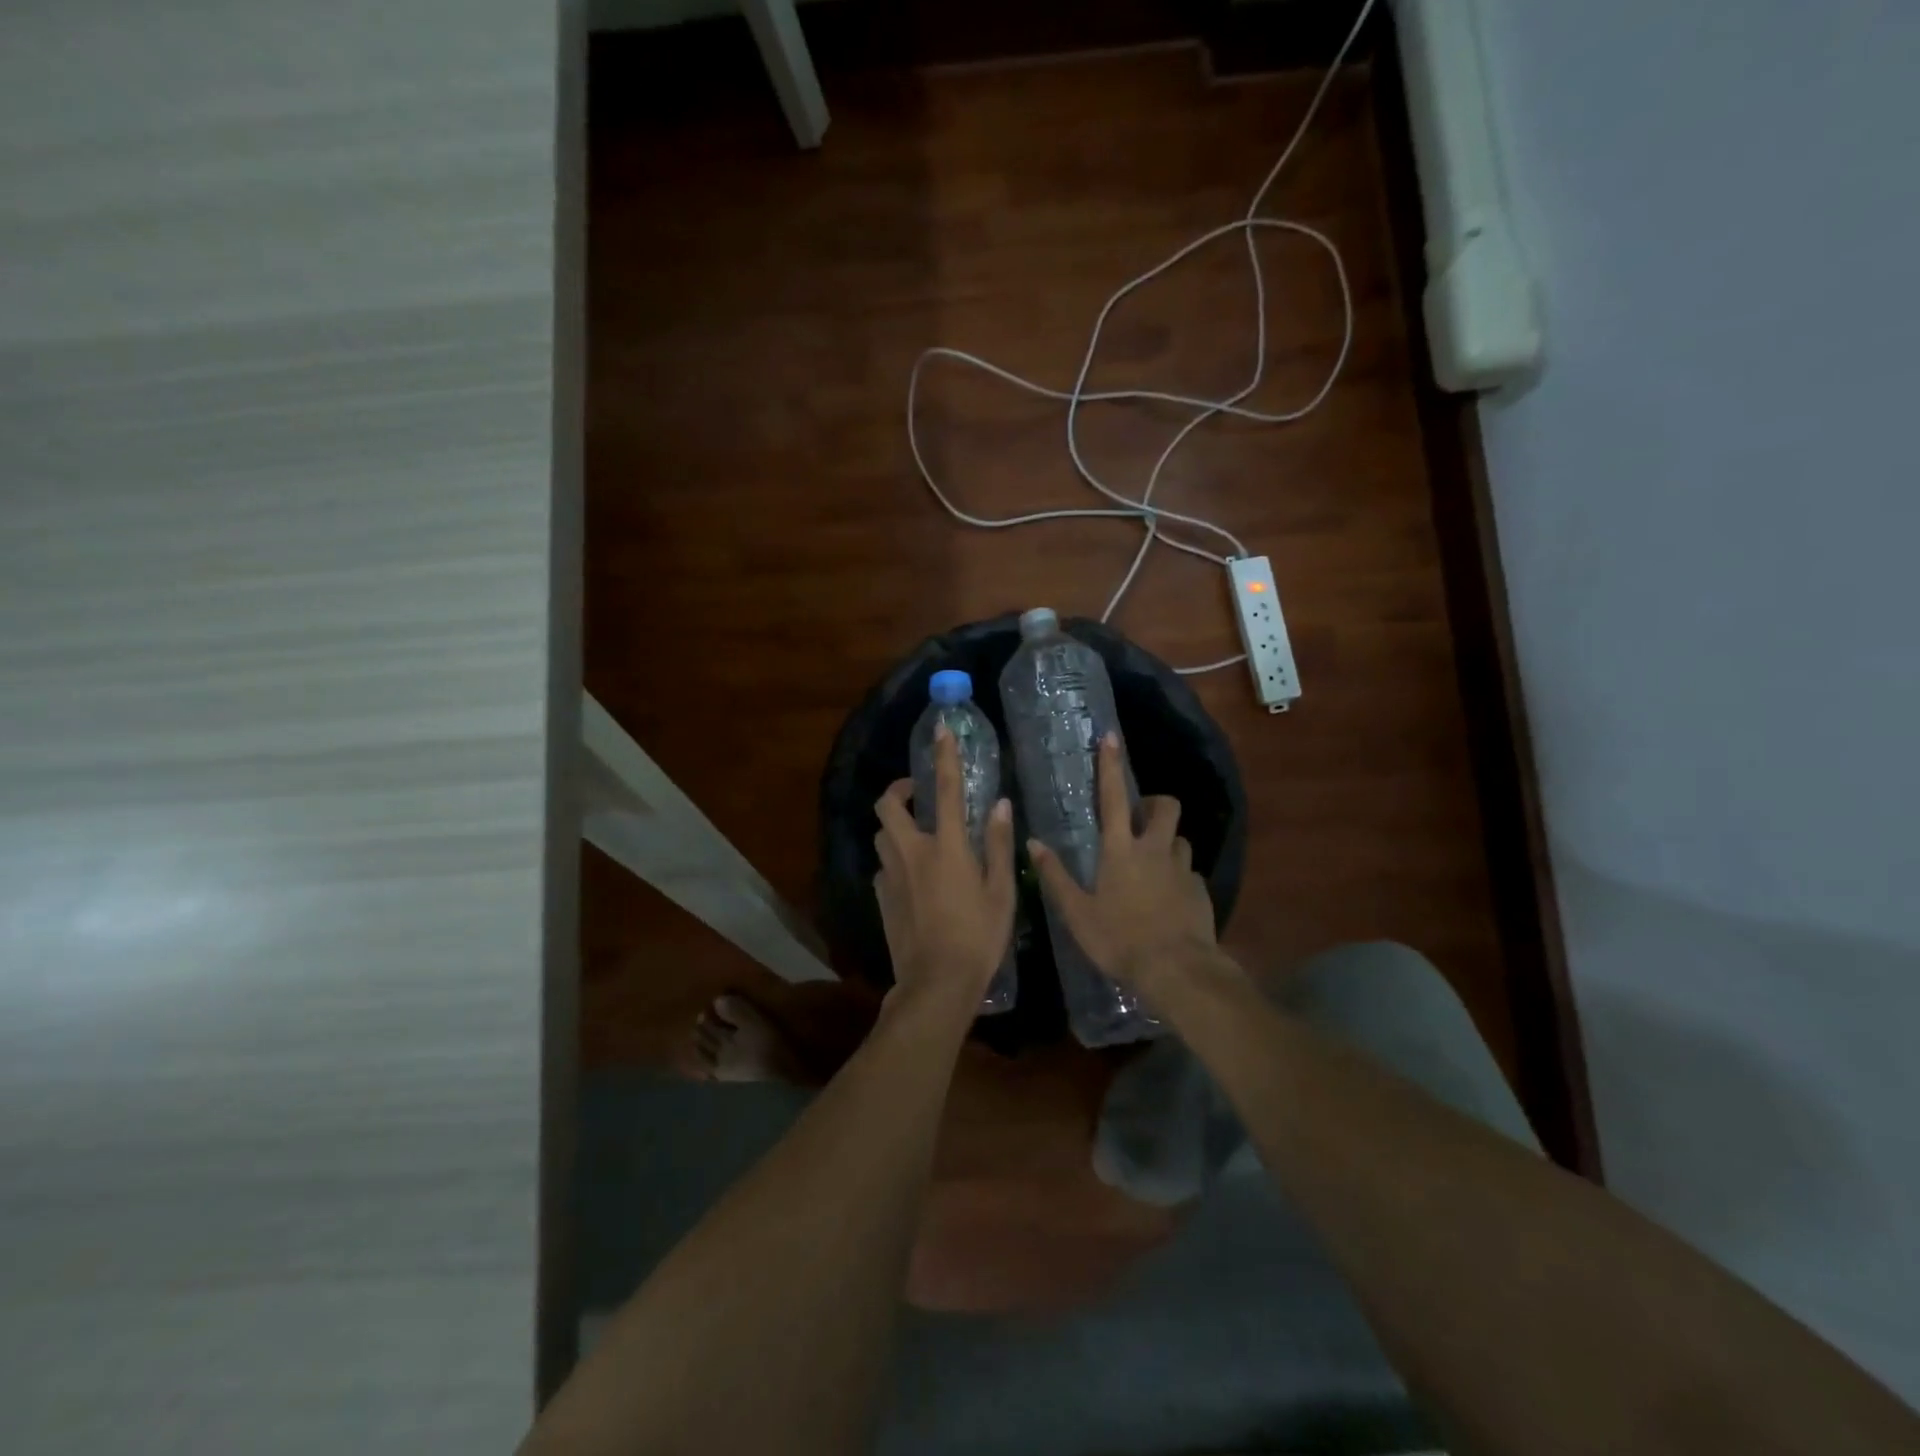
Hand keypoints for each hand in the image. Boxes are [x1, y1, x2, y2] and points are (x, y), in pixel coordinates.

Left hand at [873, 725, 1015, 1001]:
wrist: (936, 983)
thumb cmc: (978, 937)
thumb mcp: (1001, 892)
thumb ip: (999, 845)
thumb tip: (1000, 805)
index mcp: (946, 846)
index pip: (946, 789)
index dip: (944, 755)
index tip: (941, 729)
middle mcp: (912, 852)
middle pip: (888, 805)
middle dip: (899, 789)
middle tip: (919, 793)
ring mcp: (891, 875)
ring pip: (882, 835)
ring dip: (895, 826)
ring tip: (918, 835)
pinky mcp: (881, 898)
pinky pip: (884, 866)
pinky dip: (895, 860)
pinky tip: (913, 878)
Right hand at [1028, 734, 1216, 990]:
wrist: (1177, 971)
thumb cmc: (1120, 940)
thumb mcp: (1077, 913)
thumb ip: (1055, 876)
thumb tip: (1033, 843)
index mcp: (1120, 850)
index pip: (1113, 798)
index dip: (1110, 766)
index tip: (1111, 738)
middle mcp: (1155, 850)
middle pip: (1166, 807)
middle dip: (1155, 803)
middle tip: (1140, 819)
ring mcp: (1182, 869)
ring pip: (1180, 839)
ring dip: (1167, 842)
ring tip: (1153, 863)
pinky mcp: (1200, 891)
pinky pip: (1189, 871)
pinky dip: (1179, 875)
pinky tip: (1169, 898)